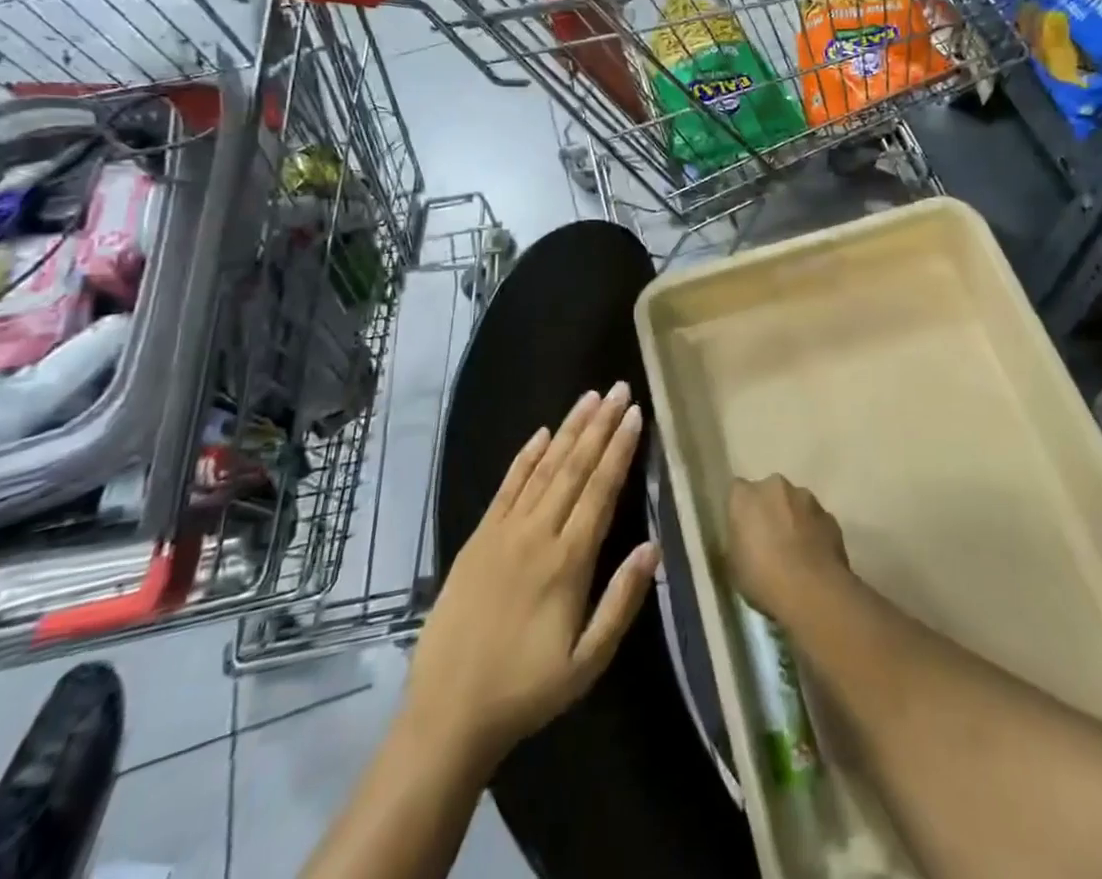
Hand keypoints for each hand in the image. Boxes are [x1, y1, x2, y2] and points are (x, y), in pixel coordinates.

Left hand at [404, 383, 658, 768]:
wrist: (448, 712)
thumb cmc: (527, 691)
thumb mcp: (587, 662)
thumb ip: (622, 601)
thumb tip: (653, 547)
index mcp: (568, 562)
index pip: (600, 490)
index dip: (620, 450)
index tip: (635, 415)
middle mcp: (538, 534)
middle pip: (575, 468)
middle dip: (600, 425)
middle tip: (618, 389)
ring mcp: (504, 532)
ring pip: (544, 468)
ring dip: (568, 430)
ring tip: (589, 398)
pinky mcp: (478, 538)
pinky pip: (506, 487)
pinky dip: (525, 457)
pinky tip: (541, 433)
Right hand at [727, 474, 850, 625]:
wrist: (814, 592)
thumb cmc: (763, 579)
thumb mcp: (733, 566)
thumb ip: (736, 542)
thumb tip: (743, 540)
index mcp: (745, 495)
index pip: (736, 492)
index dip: (740, 511)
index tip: (742, 532)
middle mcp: (775, 486)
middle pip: (769, 493)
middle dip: (769, 510)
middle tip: (768, 541)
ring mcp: (807, 499)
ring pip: (795, 504)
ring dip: (793, 520)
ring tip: (794, 553)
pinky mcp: (830, 517)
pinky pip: (816, 521)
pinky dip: (813, 534)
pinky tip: (813, 560)